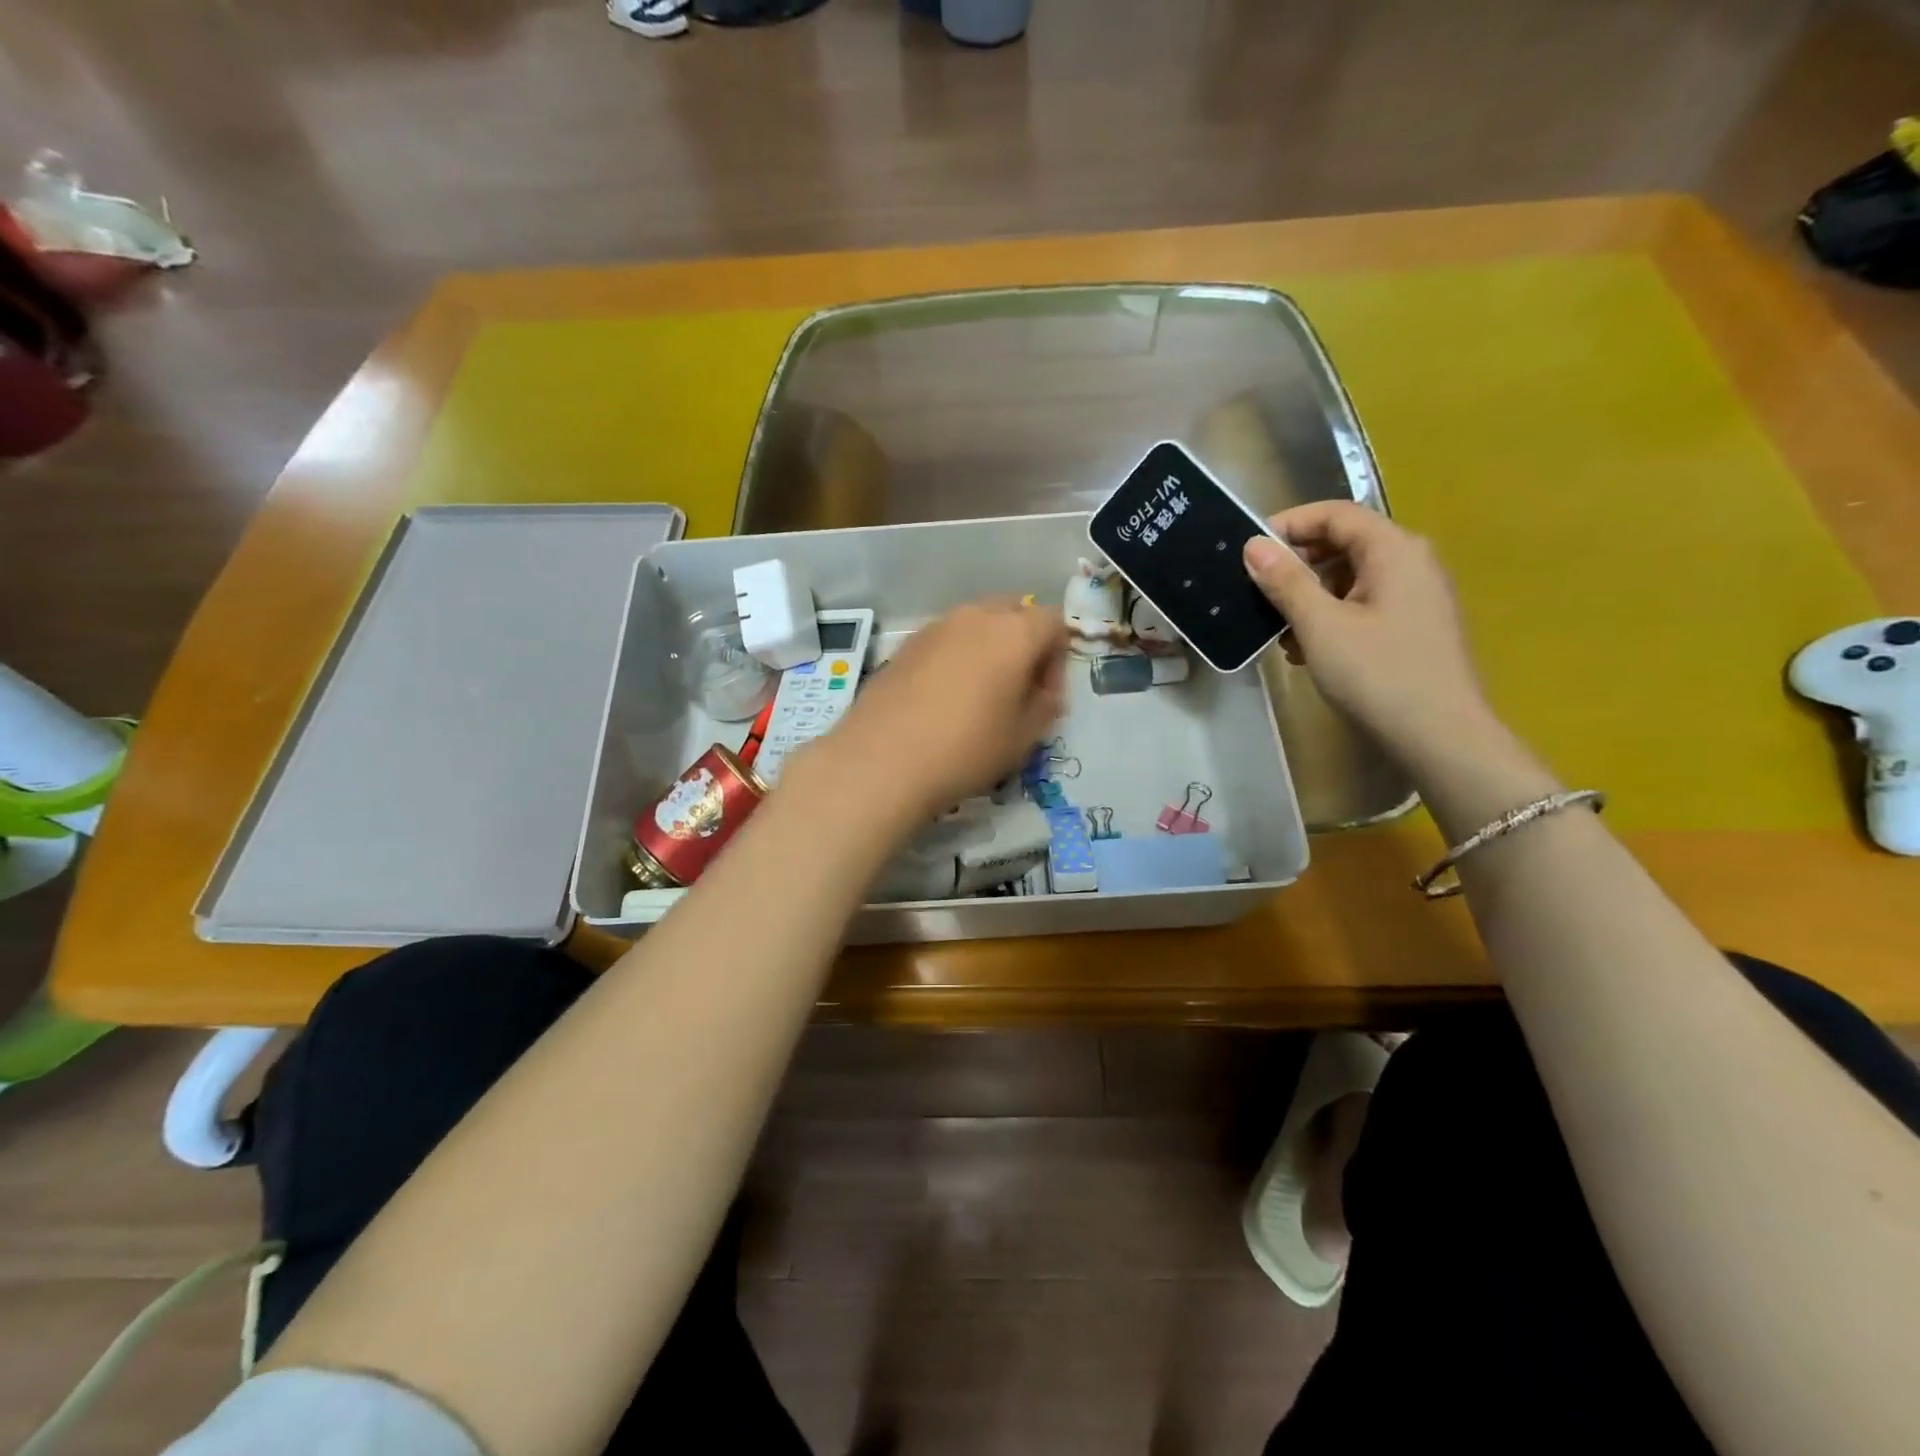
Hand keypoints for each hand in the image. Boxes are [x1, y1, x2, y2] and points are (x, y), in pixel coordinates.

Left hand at [808, 601, 1067, 821]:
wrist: (881, 761)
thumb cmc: (966, 749)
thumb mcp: (1023, 738)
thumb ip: (1045, 706)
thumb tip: (1044, 692)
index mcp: (1014, 632)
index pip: (1055, 621)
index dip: (1058, 657)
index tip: (1046, 696)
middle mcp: (975, 616)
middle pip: (1014, 613)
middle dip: (1024, 645)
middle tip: (1017, 690)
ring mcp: (935, 626)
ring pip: (976, 624)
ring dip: (988, 650)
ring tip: (978, 697)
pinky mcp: (905, 645)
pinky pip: (945, 640)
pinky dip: (956, 658)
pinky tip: (943, 699)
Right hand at [1242, 502, 1494, 765]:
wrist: (1440, 736)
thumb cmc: (1377, 674)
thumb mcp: (1320, 625)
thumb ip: (1286, 581)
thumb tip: (1254, 546)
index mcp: (1394, 550)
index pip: (1335, 514)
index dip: (1289, 524)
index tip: (1250, 550)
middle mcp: (1411, 562)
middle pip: (1344, 543)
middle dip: (1297, 565)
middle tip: (1258, 593)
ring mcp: (1416, 595)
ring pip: (1350, 577)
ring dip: (1310, 596)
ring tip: (1281, 631)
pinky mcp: (1413, 626)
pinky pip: (1363, 604)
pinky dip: (1331, 617)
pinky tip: (1309, 650)